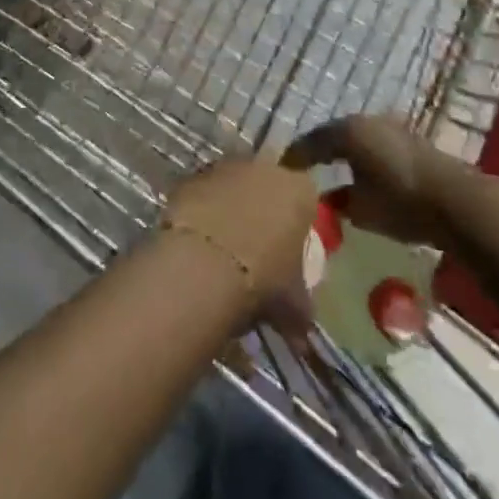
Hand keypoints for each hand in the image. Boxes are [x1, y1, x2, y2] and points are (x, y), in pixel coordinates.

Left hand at [162, 157, 318, 308]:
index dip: (298, 225)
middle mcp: (265, 168)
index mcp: (299, 190)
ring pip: (233, 187)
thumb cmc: (262, 279)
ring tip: (222, 250)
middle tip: (255, 250)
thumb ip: (301, 309)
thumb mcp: (292, 304)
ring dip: (230, 209)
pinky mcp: (192, 177)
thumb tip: (302, 331)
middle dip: (263, 212)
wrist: (204, 265)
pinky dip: (202, 212)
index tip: (289, 252)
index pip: (306, 200)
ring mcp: (225, 167)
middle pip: (268, 187)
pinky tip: (196, 243)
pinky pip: (203, 193)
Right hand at [283, 116, 468, 248]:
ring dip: (343, 154)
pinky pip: (374, 146)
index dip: (296, 157)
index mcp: (348, 131)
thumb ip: (338, 202)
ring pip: (356, 139)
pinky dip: (362, 158)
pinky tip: (359, 176)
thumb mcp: (361, 209)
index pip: (312, 142)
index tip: (281, 170)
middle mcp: (366, 121)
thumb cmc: (401, 202)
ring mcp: (390, 127)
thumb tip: (325, 199)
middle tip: (302, 169)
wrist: (456, 200)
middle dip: (319, 151)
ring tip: (330, 173)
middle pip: (334, 135)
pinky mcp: (409, 140)